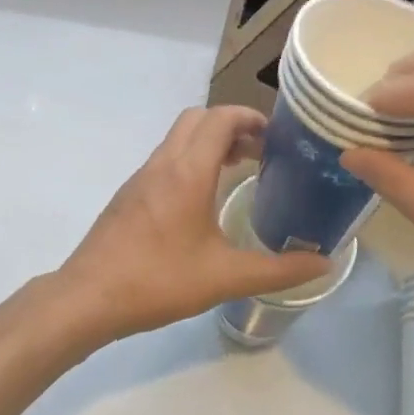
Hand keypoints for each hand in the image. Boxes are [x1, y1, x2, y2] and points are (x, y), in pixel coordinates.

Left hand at [58, 106, 331, 342]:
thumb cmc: (159, 280)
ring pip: (178, 138)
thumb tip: (325, 262)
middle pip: (197, 118)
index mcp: (188, 171)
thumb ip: (279, 270)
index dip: (250, 116)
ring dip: (208, 142)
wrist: (88, 297)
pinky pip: (164, 159)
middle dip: (230, 125)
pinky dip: (189, 160)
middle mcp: (163, 163)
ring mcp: (141, 177)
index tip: (276, 135)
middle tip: (259, 152)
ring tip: (236, 171)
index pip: (220, 118)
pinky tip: (200, 200)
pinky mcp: (129, 195)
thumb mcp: (226, 277)